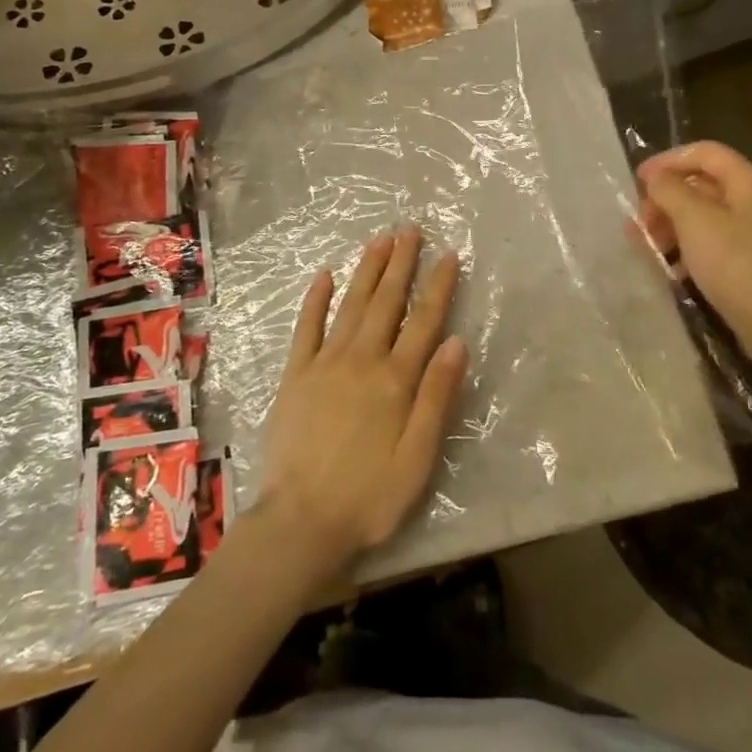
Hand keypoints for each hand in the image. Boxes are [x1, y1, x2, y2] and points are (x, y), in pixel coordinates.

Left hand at [259, 227, 465, 587]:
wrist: (300, 522)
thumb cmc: (369, 496)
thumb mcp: (418, 457)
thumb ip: (437, 397)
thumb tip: (456, 341)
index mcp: (395, 380)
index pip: (423, 322)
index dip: (438, 287)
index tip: (448, 255)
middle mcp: (362, 360)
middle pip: (386, 302)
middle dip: (401, 263)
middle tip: (410, 229)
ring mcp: (325, 364)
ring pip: (351, 305)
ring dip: (367, 270)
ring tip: (379, 240)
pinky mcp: (296, 375)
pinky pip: (306, 328)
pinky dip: (316, 300)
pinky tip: (324, 276)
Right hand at [635, 141, 751, 360]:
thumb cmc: (735, 264)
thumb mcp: (694, 220)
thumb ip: (669, 190)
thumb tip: (657, 178)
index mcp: (750, 181)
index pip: (704, 152)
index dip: (668, 160)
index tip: (637, 180)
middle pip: (703, 184)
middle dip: (666, 198)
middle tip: (639, 221)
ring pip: (705, 215)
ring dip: (671, 225)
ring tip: (645, 245)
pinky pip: (713, 241)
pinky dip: (688, 247)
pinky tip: (669, 267)